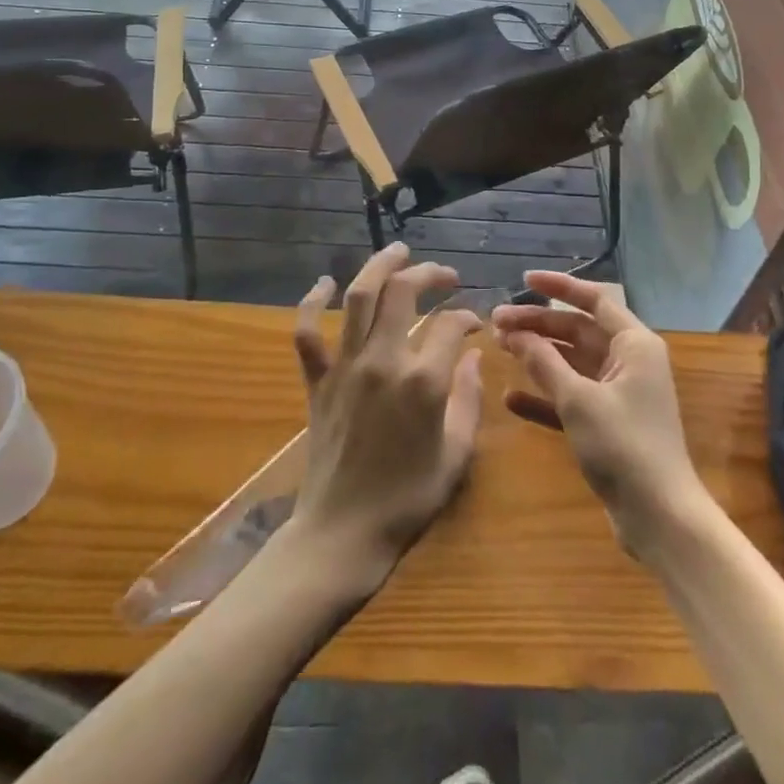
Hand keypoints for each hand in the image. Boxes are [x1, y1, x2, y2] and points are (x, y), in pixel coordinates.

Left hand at [285, 244, 485, 598]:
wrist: (343, 532)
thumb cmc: (407, 499)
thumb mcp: (456, 454)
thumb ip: (469, 399)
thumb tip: (473, 356)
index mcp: (423, 382)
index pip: (450, 325)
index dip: (467, 316)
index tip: (475, 323)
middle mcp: (382, 362)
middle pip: (403, 293)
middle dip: (428, 273)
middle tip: (444, 275)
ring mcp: (345, 367)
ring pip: (358, 298)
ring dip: (379, 267)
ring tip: (398, 251)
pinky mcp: (317, 380)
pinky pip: (307, 332)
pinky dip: (312, 302)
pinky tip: (324, 283)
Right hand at [494, 271, 707, 559]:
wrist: (660, 518)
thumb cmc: (624, 446)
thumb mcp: (579, 400)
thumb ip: (544, 362)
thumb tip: (515, 333)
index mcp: (634, 344)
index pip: (594, 300)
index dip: (558, 287)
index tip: (523, 279)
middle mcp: (629, 361)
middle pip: (577, 330)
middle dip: (538, 325)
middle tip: (495, 323)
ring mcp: (618, 393)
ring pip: (571, 362)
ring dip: (537, 356)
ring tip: (499, 349)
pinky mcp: (607, 423)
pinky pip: (571, 396)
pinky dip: (545, 395)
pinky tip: (512, 398)